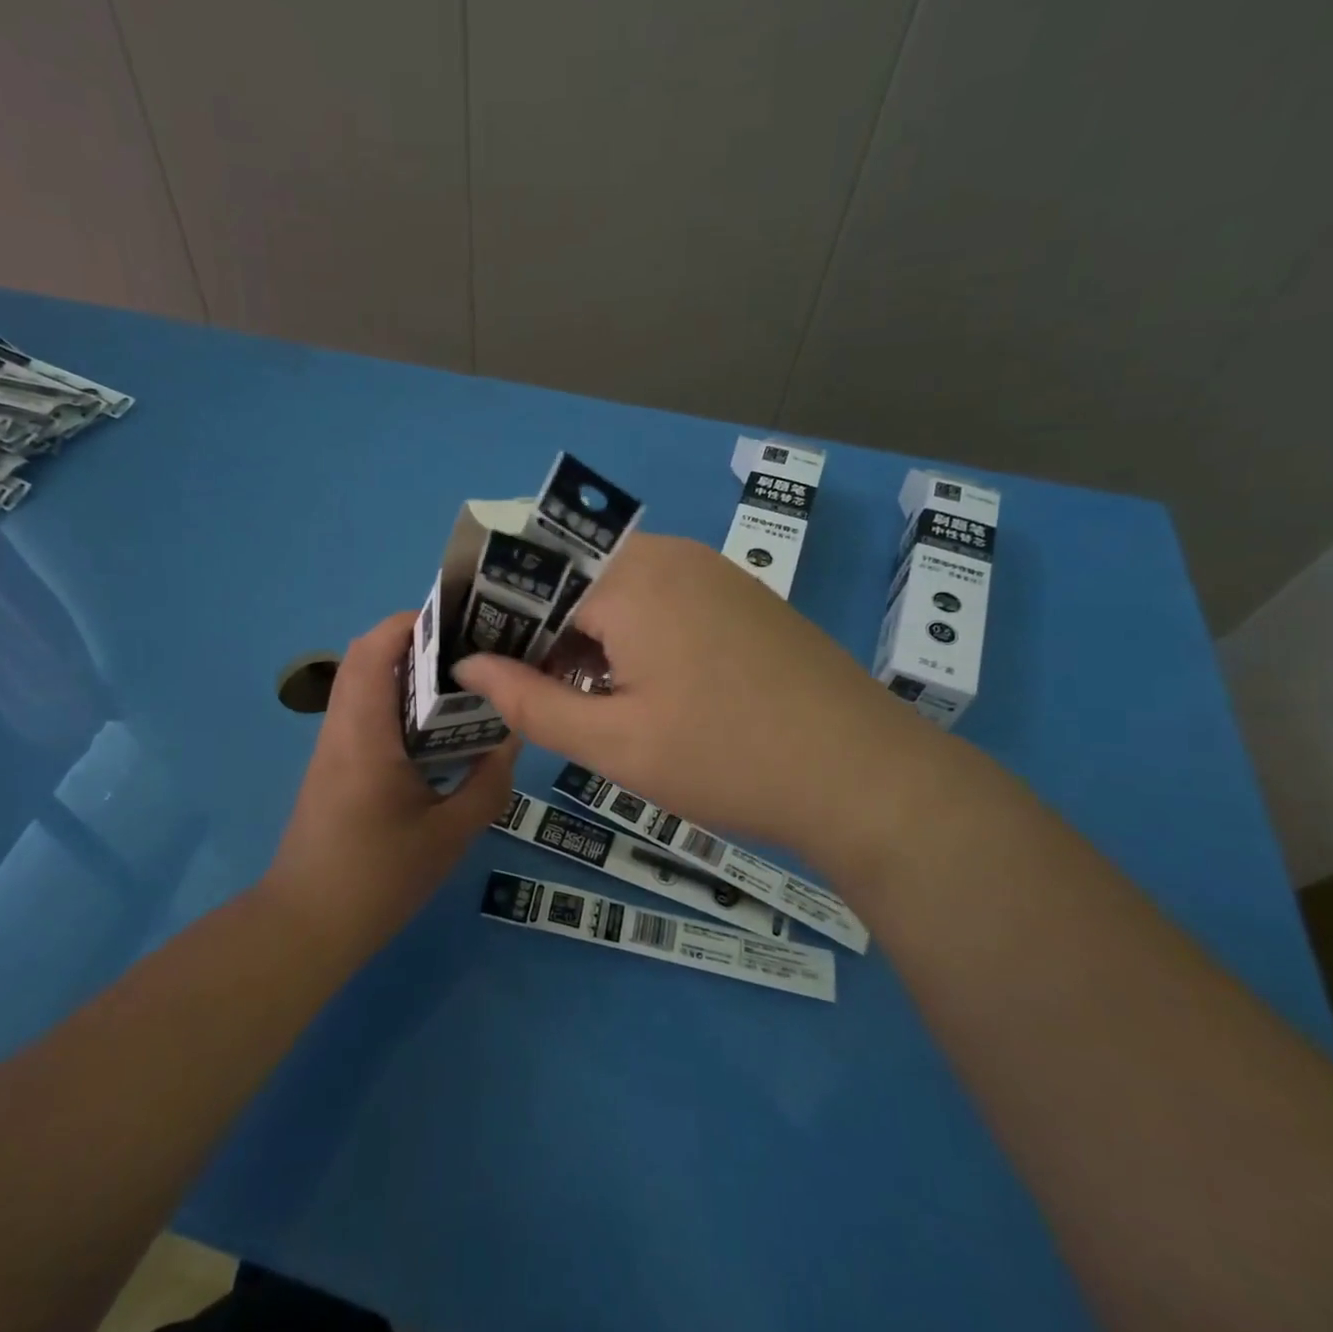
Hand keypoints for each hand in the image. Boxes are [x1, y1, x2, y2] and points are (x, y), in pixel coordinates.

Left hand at [263, 612, 516, 957]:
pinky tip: (437, 731)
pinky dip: (398, 703)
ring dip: (407, 672)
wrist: (306, 926)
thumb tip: (512, 739)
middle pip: (367, 658)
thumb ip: (487, 783)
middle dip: (416, 642)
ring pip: (364, 684)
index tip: (460, 621)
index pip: (375, 650)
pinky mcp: (334, 766)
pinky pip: (365, 713)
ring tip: (462, 684)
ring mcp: (333, 747)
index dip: (411, 622)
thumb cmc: (377, 878)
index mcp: (365, 734)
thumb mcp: (449, 834)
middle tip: (470, 652)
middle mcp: (342, 728)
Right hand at [452, 533, 941, 864]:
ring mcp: (711, 571)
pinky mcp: (738, 595)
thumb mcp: (614, 743)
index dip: (497, 622)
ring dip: (585, 633)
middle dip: (540, 629)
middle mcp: (670, 556)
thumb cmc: (727, 759)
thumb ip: (529, 701)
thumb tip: (467, 666)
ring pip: (617, 587)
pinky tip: (635, 686)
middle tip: (524, 690)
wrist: (864, 776)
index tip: (478, 667)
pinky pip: (660, 597)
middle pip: (575, 576)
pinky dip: (629, 632)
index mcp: (631, 578)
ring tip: (575, 695)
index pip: (534, 580)